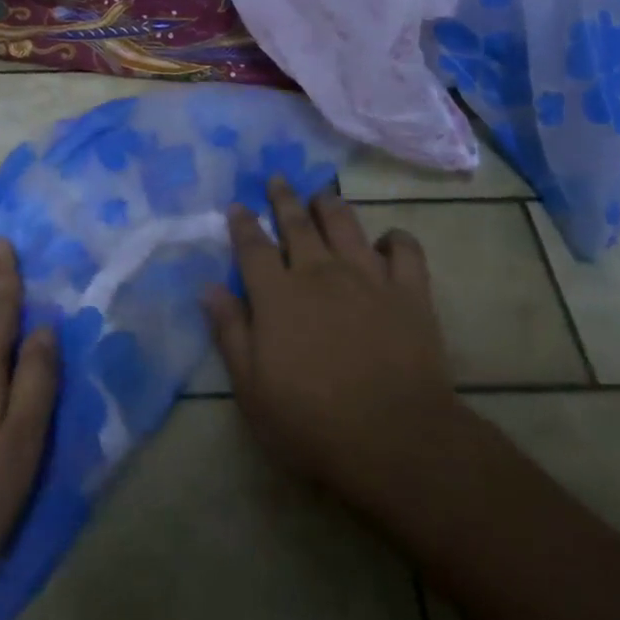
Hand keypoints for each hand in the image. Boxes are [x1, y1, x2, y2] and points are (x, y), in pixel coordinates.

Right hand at [202, 178, 465, 518]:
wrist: (395, 439)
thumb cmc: (312, 423)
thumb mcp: (252, 389)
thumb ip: (231, 332)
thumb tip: (209, 287)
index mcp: (278, 295)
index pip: (253, 246)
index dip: (243, 223)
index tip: (238, 204)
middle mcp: (320, 272)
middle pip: (298, 223)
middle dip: (284, 198)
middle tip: (277, 179)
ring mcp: (368, 276)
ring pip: (346, 224)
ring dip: (330, 206)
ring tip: (322, 197)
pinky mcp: (409, 290)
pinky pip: (404, 249)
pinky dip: (395, 239)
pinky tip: (387, 241)